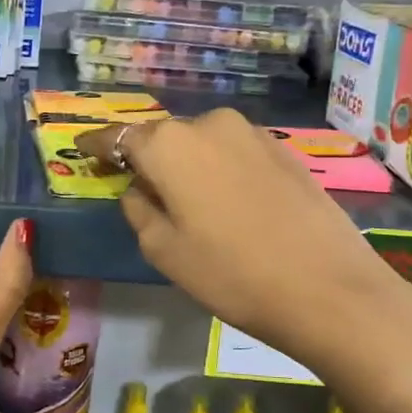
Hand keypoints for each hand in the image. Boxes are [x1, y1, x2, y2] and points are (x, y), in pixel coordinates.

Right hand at [78, 110, 411, 412]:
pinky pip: (233, 151)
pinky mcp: (284, 150)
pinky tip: (227, 200)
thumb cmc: (231, 274)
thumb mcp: (164, 250)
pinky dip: (219, 167)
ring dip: (187, 163)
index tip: (82, 150)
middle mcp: (208, 123)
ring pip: (201, 142)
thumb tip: (138, 188)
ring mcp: (251, 133)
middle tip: (139, 187)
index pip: (119, 136)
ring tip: (187, 200)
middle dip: (147, 157)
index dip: (97, 145)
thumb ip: (139, 209)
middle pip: (163, 137)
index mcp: (169, 145)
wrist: (329, 289)